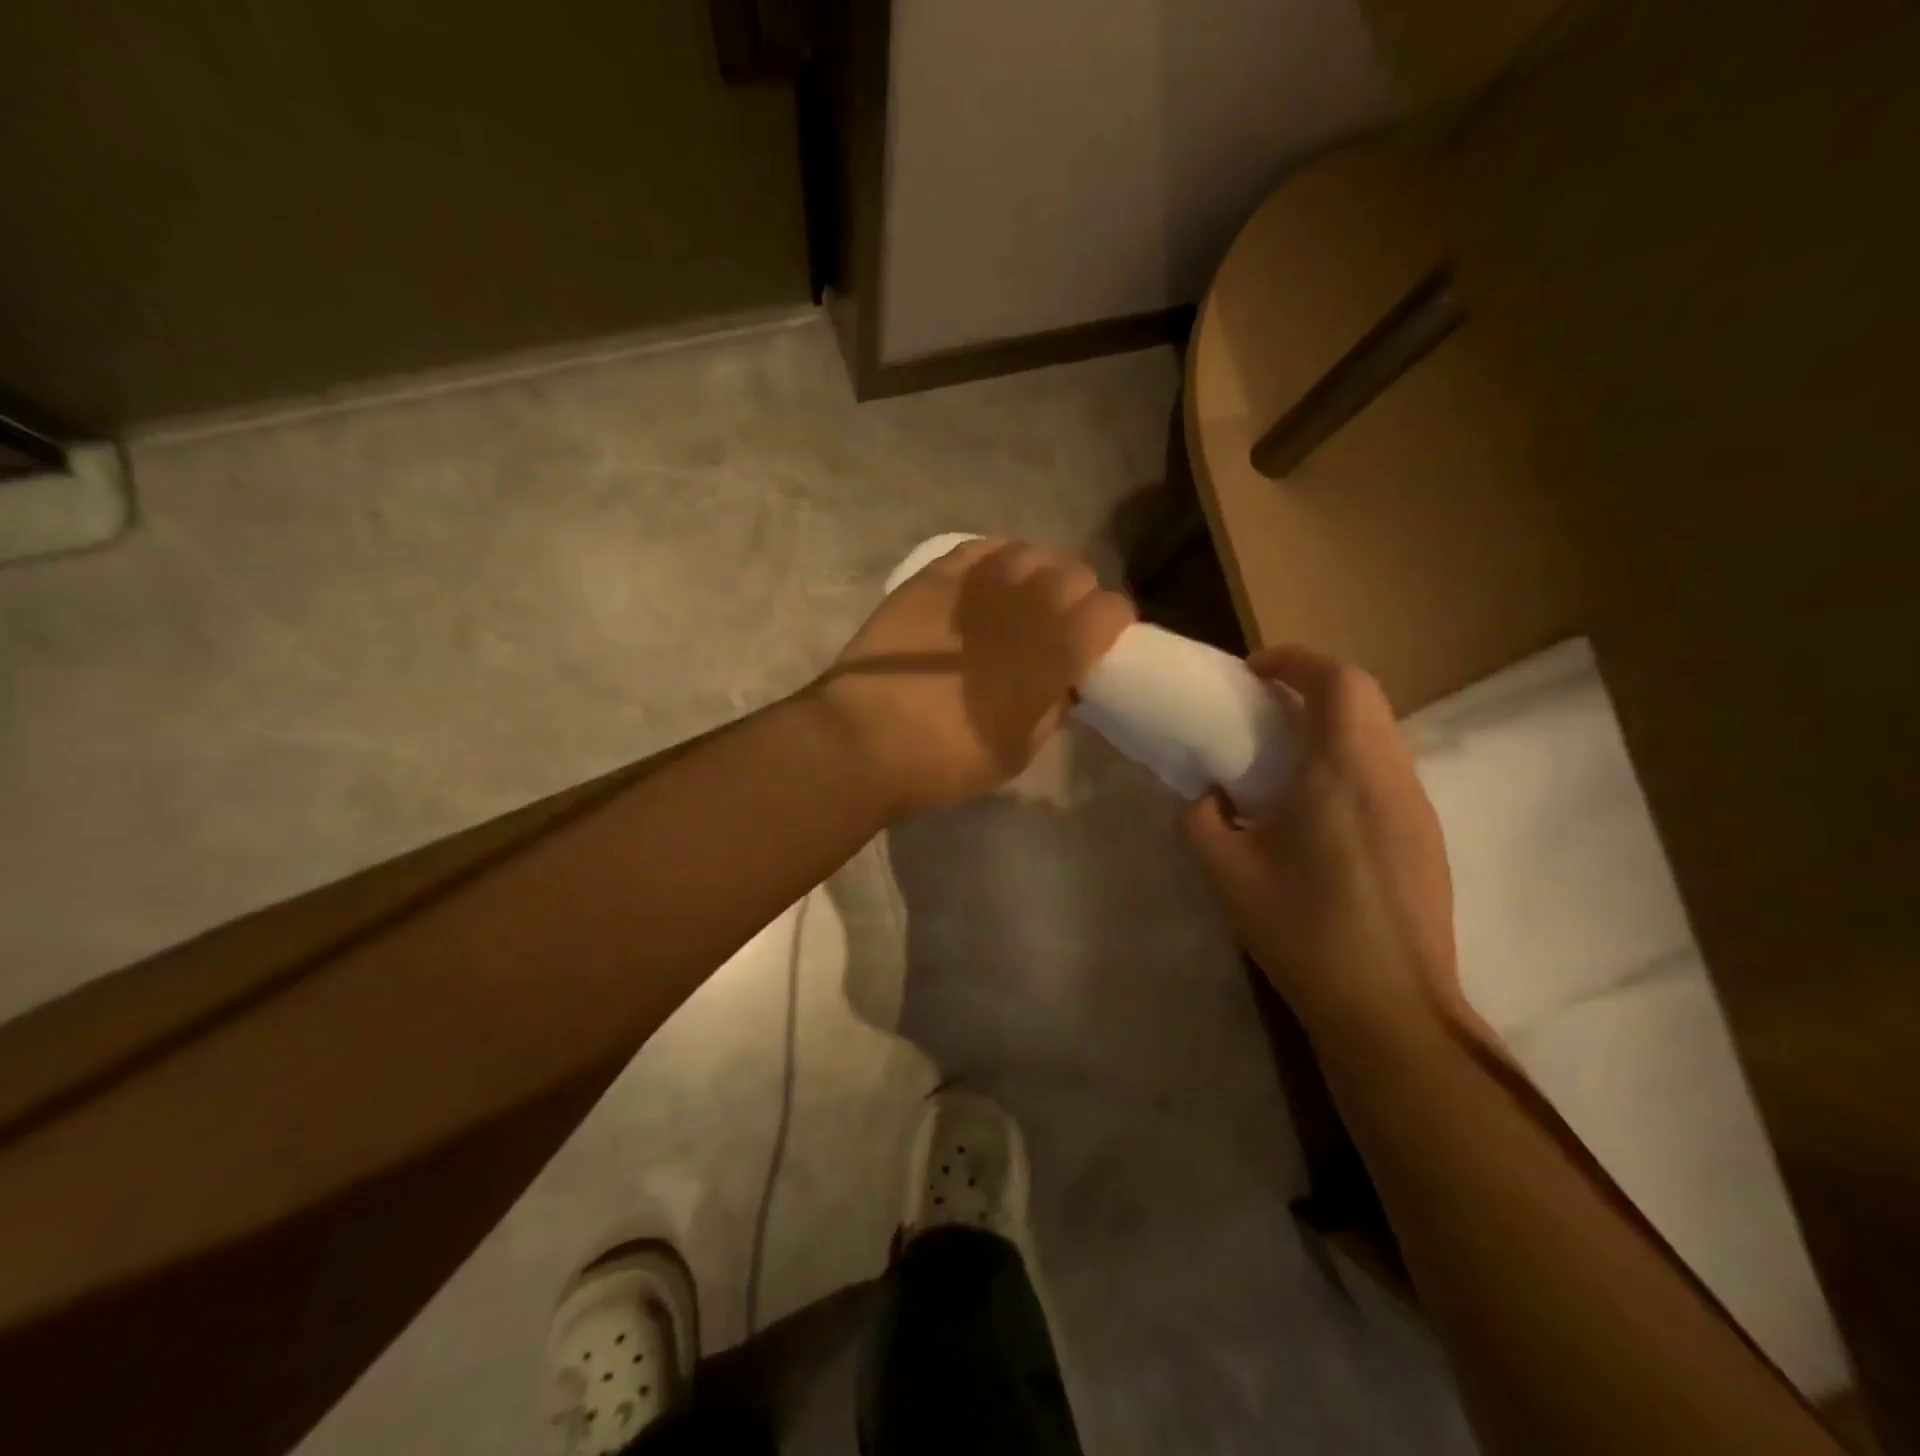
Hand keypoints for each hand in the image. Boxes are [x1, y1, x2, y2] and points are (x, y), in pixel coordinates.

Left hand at [815, 539, 1134, 814]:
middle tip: (1057, 624)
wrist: (867, 738)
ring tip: (1020, 599)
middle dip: (1077, 597)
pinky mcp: (936, 575)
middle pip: (1076, 572)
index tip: (1099, 644)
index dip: (1112, 625)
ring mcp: (978, 581)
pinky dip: (994, 561)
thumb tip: (1063, 684)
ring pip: (1031, 552)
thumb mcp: (1019, 750)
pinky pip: (981, 548)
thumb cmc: (949, 758)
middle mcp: (1028, 602)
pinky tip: (985, 584)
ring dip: (1037, 574)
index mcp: (1058, 649)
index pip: (1113, 610)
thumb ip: (1052, 708)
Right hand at [1181, 645, 1464, 1049]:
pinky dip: (1349, 757)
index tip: (1252, 672)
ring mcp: (1416, 806)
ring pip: (1379, 731)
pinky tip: (1315, 807)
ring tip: (1283, 753)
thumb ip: (1200, 820)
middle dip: (1312, 684)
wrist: (1389, 1007)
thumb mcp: (1227, 873)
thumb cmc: (1303, 932)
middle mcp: (1390, 774)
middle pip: (1364, 696)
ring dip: (1333, 722)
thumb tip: (1205, 796)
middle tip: (1262, 706)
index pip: (1337, 680)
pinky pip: (1386, 769)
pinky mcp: (1426, 836)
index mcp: (1342, 771)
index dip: (1294, 660)